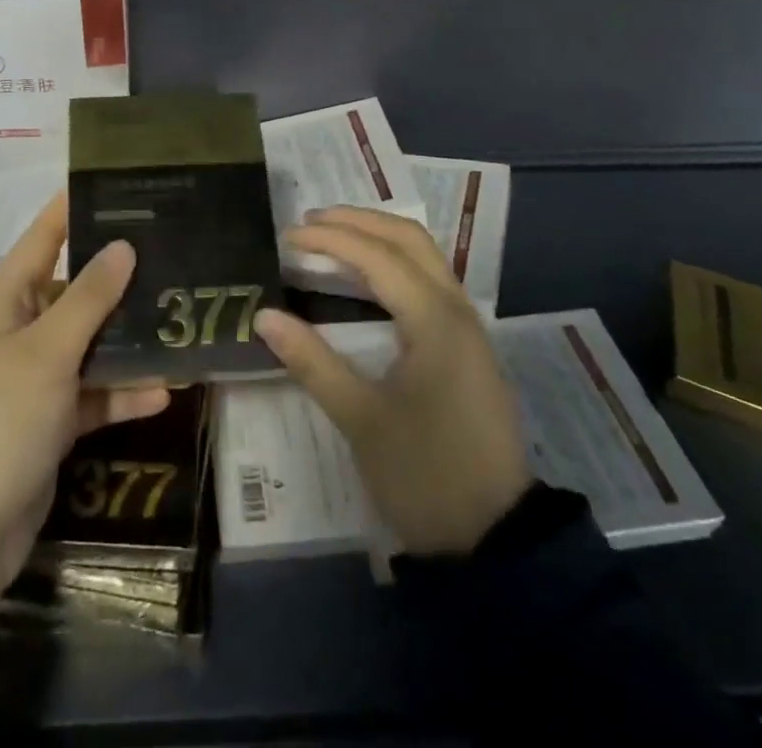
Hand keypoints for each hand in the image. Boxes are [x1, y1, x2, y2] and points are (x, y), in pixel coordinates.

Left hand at [0, 194, 170, 596]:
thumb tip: (123, 245)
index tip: (115, 183)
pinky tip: (165, 390)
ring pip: (90, 342)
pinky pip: (93, 391)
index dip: (72, 209)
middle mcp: (18, 330)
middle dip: (118, 277)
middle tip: (169, 252)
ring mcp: (35, 377)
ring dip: (127, 339)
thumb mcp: (48, 351)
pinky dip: (122, 391)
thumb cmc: (0, 421)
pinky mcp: (51, 418)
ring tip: (178, 318)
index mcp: (4, 302)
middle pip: (74, 290)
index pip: (42, 238)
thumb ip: (89, 297)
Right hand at [254, 207, 534, 554]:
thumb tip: (263, 316)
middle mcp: (457, 309)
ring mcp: (468, 326)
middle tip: (310, 222)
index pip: (377, 256)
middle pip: (409, 238)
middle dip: (358, 221)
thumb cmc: (425, 476)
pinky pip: (430, 278)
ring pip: (425, 255)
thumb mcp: (361, 420)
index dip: (330, 239)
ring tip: (332, 237)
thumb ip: (312, 361)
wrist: (497, 541)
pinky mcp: (467, 345)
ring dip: (378, 236)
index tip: (287, 236)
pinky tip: (367, 276)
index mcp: (435, 321)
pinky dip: (395, 261)